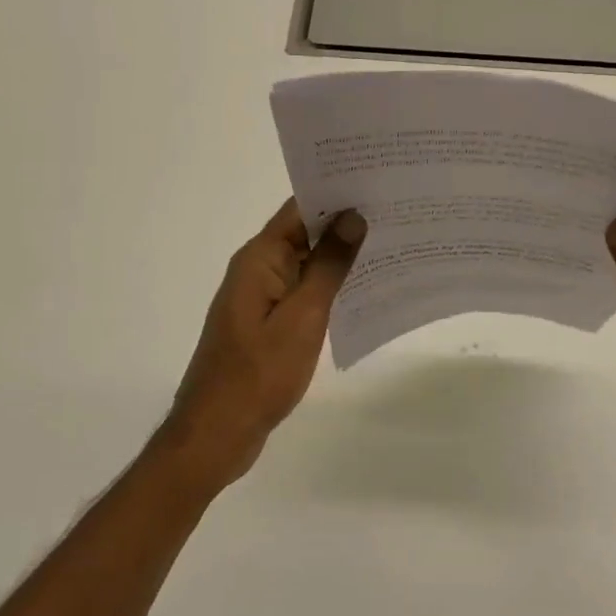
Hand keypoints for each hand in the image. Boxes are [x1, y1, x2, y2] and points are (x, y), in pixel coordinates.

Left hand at [161, 199, 365, 484]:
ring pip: (306, 265)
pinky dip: (329, 289)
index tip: (378, 183)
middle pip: (304, 233)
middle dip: (345, 224)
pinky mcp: (267, 325)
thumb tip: (352, 216)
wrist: (217, 433)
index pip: (299, 209)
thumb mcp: (302, 317)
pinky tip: (364, 291)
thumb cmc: (258, 373)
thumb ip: (328, 267)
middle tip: (398, 214)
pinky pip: (302, 294)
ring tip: (392, 247)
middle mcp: (258, 270)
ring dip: (341, 258)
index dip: (336, 193)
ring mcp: (261, 299)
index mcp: (260, 259)